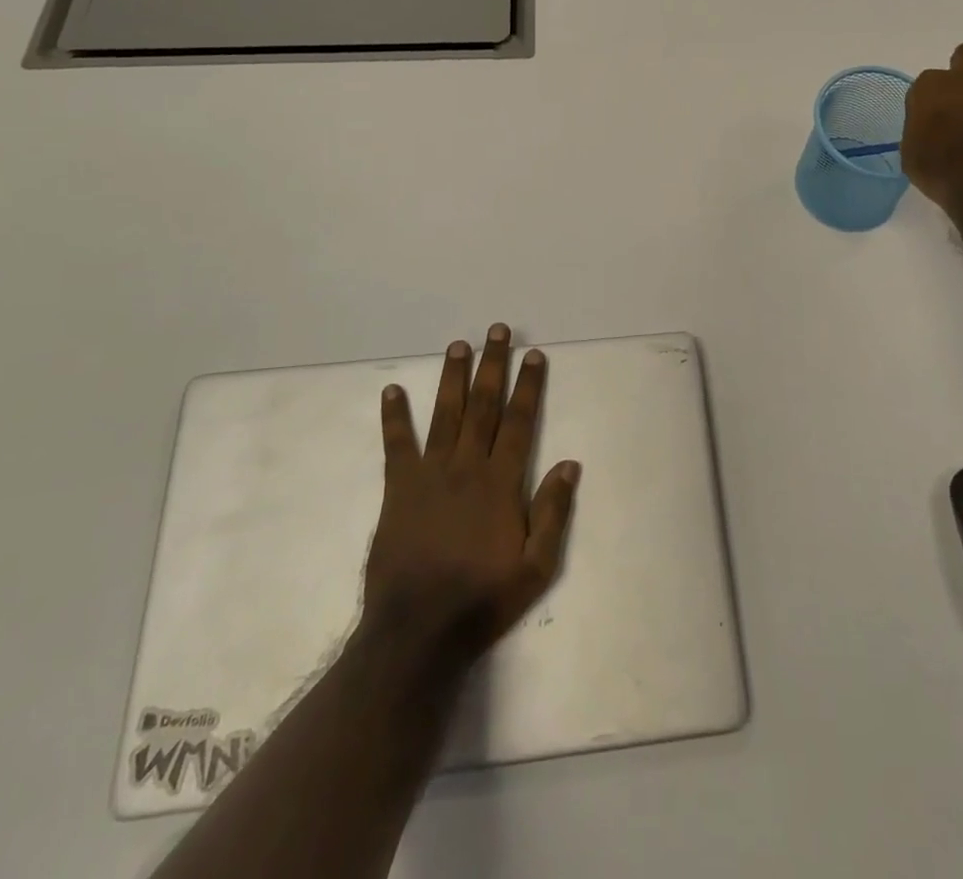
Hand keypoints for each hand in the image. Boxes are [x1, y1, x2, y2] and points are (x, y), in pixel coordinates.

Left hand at [365, 324, 579, 664]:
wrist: (417, 631)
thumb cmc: (482, 599)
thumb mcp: (536, 567)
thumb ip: (553, 512)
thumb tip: (570, 463)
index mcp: (500, 482)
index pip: (520, 421)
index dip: (529, 386)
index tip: (534, 355)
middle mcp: (467, 466)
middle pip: (484, 406)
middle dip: (493, 365)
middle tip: (497, 331)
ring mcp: (430, 474)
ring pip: (445, 414)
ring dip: (453, 377)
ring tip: (458, 345)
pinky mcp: (399, 489)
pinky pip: (397, 445)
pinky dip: (394, 416)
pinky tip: (392, 390)